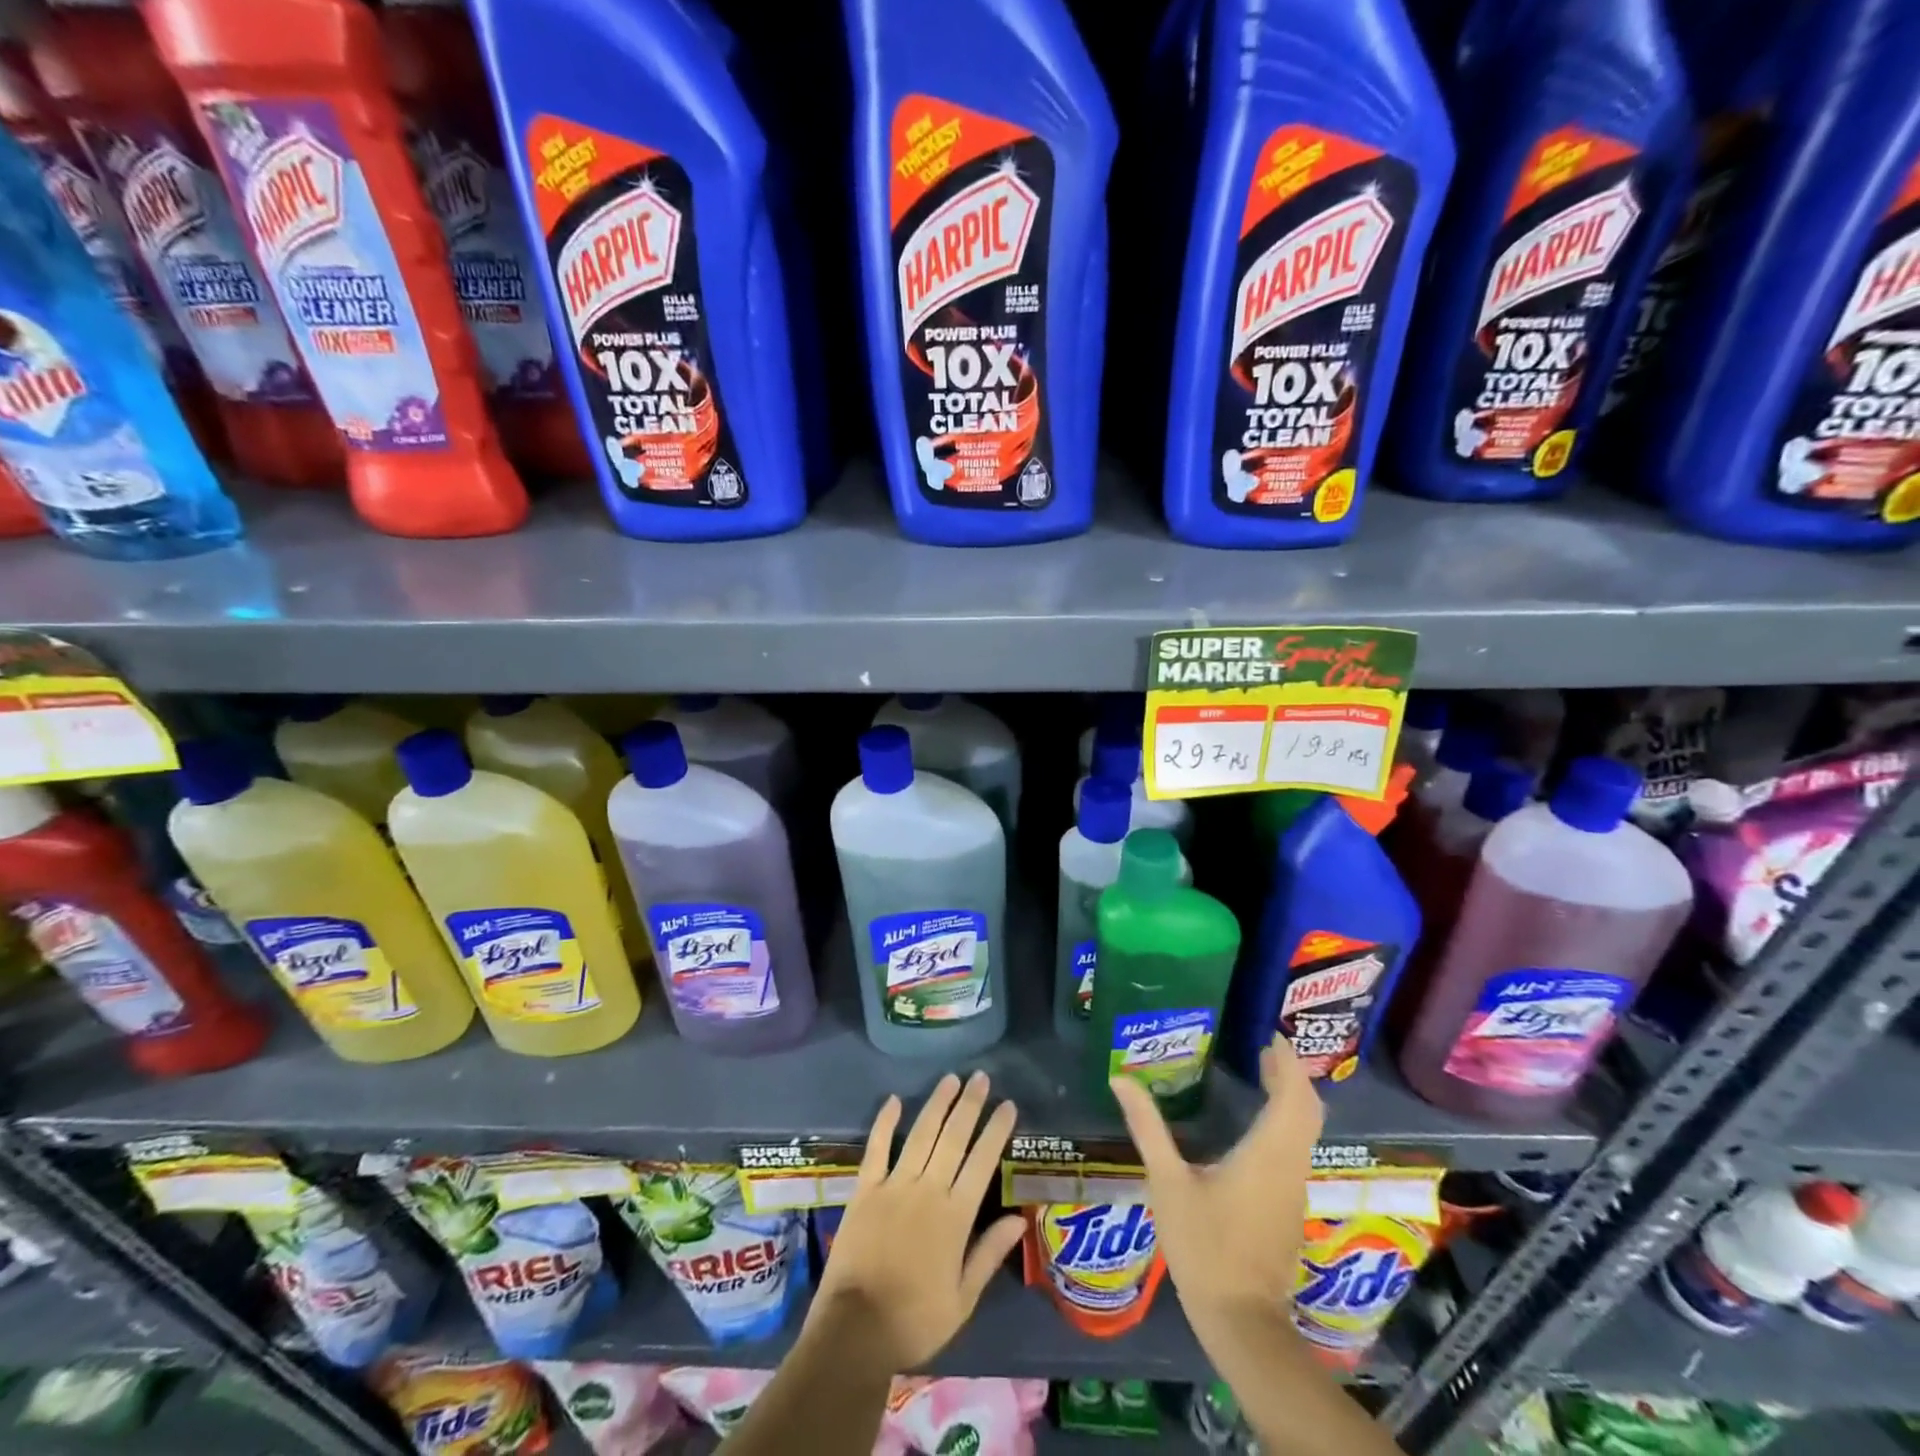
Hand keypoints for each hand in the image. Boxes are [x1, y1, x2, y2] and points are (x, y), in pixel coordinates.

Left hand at [807, 1071, 1024, 1371]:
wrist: (855, 1330)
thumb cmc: (915, 1320)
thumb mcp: (963, 1299)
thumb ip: (989, 1254)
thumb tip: (1019, 1219)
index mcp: (955, 1216)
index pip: (982, 1162)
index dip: (996, 1130)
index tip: (1008, 1104)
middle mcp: (928, 1190)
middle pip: (953, 1138)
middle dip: (970, 1105)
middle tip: (981, 1077)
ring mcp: (894, 1185)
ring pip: (921, 1134)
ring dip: (937, 1104)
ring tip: (951, 1079)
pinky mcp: (865, 1189)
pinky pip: (877, 1148)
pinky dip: (885, 1121)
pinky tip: (894, 1100)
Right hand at [1110, 1042, 1322, 1319]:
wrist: (1241, 1320)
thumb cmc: (1204, 1246)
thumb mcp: (1167, 1181)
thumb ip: (1148, 1127)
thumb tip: (1121, 1079)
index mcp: (1266, 1153)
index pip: (1293, 1096)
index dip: (1286, 1063)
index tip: (1268, 1035)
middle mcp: (1289, 1166)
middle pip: (1307, 1110)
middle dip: (1291, 1075)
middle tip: (1262, 1048)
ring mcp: (1294, 1189)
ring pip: (1305, 1131)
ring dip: (1291, 1098)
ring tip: (1262, 1074)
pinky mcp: (1289, 1206)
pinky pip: (1297, 1150)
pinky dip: (1287, 1123)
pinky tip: (1258, 1123)